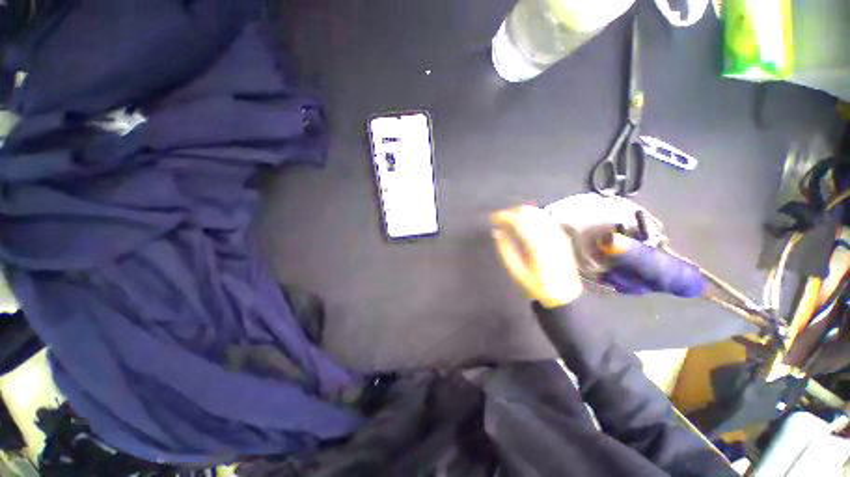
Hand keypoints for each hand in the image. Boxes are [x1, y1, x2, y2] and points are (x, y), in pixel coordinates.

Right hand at [491, 206, 582, 307]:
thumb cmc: (538, 286)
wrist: (565, 295)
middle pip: (528, 213)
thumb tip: (497, 232)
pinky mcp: (562, 236)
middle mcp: (548, 235)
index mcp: (536, 244)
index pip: (518, 220)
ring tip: (510, 218)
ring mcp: (557, 234)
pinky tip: (526, 220)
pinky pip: (546, 218)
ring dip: (522, 212)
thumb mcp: (517, 271)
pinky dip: (533, 215)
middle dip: (511, 212)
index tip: (493, 218)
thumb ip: (505, 250)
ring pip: (538, 213)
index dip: (504, 216)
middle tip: (500, 218)